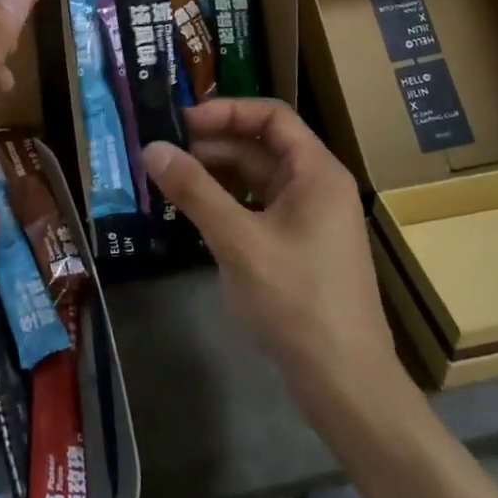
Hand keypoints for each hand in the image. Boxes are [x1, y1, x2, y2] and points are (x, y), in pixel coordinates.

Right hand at [143, 99, 418, 432]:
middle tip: (165, 153)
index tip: (182, 122)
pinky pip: (259, 208)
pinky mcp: (299, 247)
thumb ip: (195, 191)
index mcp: (317, 172)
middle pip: (262, 146)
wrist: (346, 386)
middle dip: (213, 145)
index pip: (271, 116)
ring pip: (257, 179)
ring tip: (171, 180)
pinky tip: (195, 214)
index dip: (226, 111)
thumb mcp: (239, 242)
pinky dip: (227, 204)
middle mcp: (317, 186)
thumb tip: (151, 148)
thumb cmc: (298, 302)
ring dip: (216, 175)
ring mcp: (310, 219)